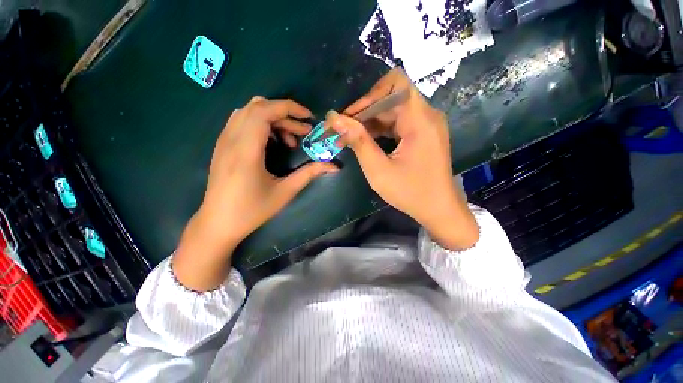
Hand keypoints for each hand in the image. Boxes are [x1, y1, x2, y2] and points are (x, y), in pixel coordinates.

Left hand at [174, 97, 337, 290]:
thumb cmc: (252, 210)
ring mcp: (223, 141)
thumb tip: (334, 166)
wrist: (218, 223)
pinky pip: (241, 122)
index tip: (308, 118)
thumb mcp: (285, 192)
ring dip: (272, 118)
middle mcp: (231, 139)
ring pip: (247, 112)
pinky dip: (260, 124)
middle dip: (284, 114)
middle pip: (257, 107)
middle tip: (302, 132)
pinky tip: (271, 142)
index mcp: (246, 150)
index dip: (289, 108)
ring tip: (287, 139)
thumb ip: (310, 173)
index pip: (264, 111)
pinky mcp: (222, 146)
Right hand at [326, 68, 477, 249]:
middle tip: (342, 130)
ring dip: (369, 123)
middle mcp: (427, 116)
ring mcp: (426, 125)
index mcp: (421, 121)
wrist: (439, 210)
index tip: (351, 116)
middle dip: (364, 112)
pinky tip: (365, 142)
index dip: (370, 95)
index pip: (396, 83)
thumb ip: (358, 141)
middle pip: (391, 98)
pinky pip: (397, 124)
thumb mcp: (378, 169)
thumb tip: (335, 119)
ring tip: (348, 138)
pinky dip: (380, 130)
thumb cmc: (410, 193)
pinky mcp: (422, 135)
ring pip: (392, 112)